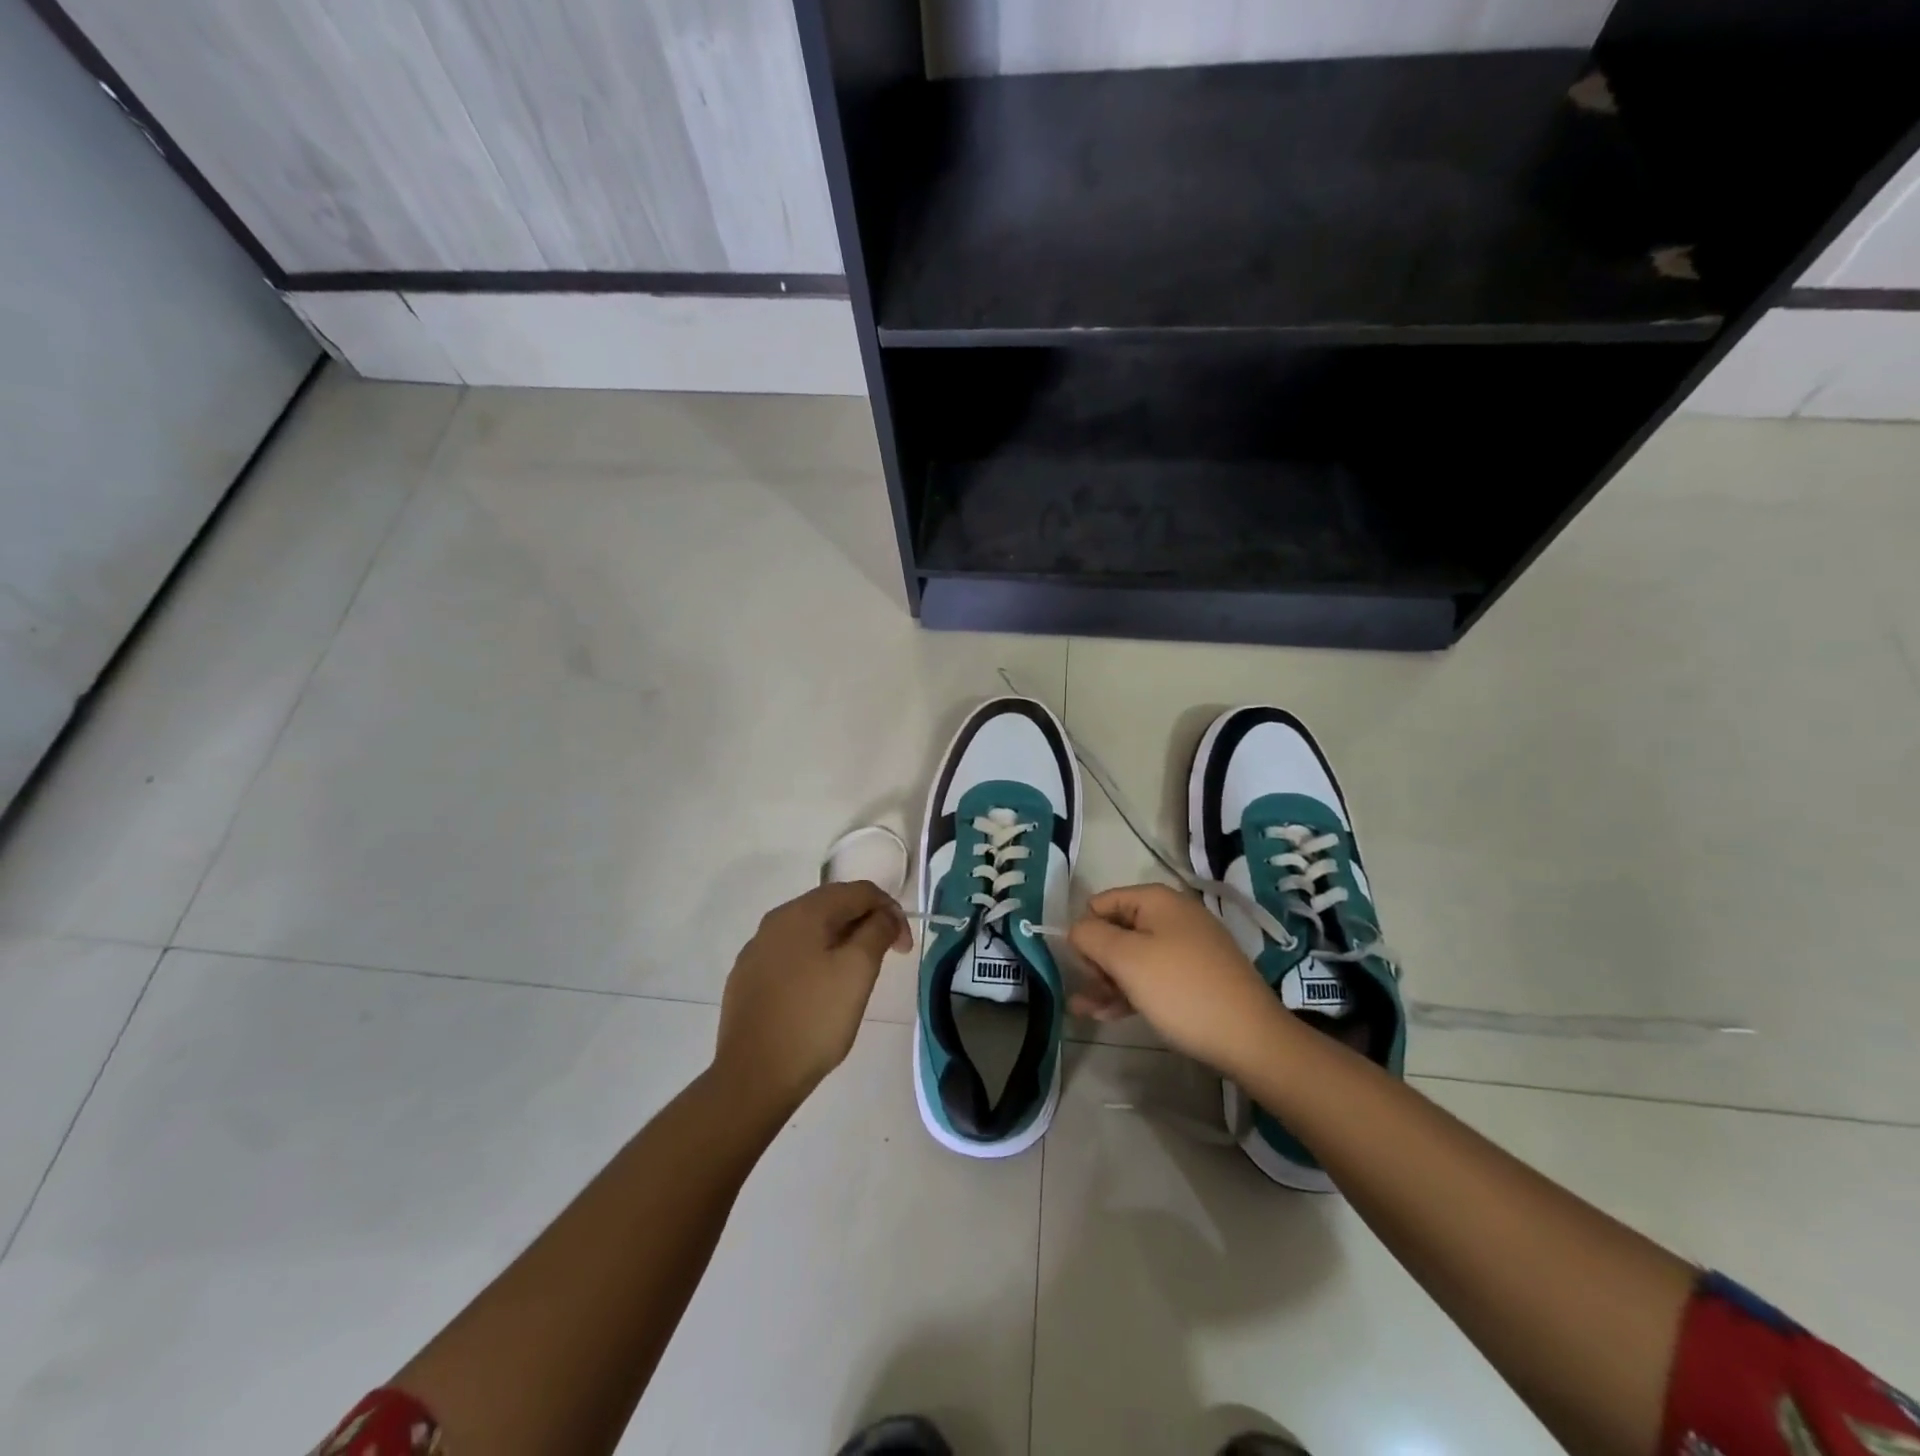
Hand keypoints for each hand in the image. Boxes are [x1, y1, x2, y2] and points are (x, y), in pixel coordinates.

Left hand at [715, 881, 911, 1112]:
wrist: (754, 1075)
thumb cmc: (814, 1019)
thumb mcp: (858, 971)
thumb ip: (877, 931)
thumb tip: (883, 915)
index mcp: (804, 912)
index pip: (859, 891)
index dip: (891, 911)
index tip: (904, 948)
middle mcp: (776, 920)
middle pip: (833, 904)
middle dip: (867, 922)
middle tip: (887, 955)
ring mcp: (757, 948)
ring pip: (811, 929)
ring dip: (842, 940)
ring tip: (857, 973)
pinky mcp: (748, 976)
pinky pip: (791, 952)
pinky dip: (816, 958)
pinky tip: (821, 988)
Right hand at [1069, 883, 1290, 1076]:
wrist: (1251, 1038)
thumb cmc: (1181, 991)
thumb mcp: (1126, 959)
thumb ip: (1091, 936)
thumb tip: (1078, 929)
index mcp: (1157, 900)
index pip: (1102, 903)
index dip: (1087, 932)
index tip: (1086, 967)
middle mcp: (1173, 915)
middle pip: (1118, 929)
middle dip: (1097, 961)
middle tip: (1090, 993)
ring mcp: (1189, 947)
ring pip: (1134, 957)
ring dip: (1107, 981)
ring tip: (1085, 1011)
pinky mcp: (1198, 976)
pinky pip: (1154, 975)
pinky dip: (1131, 991)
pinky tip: (1109, 1015)